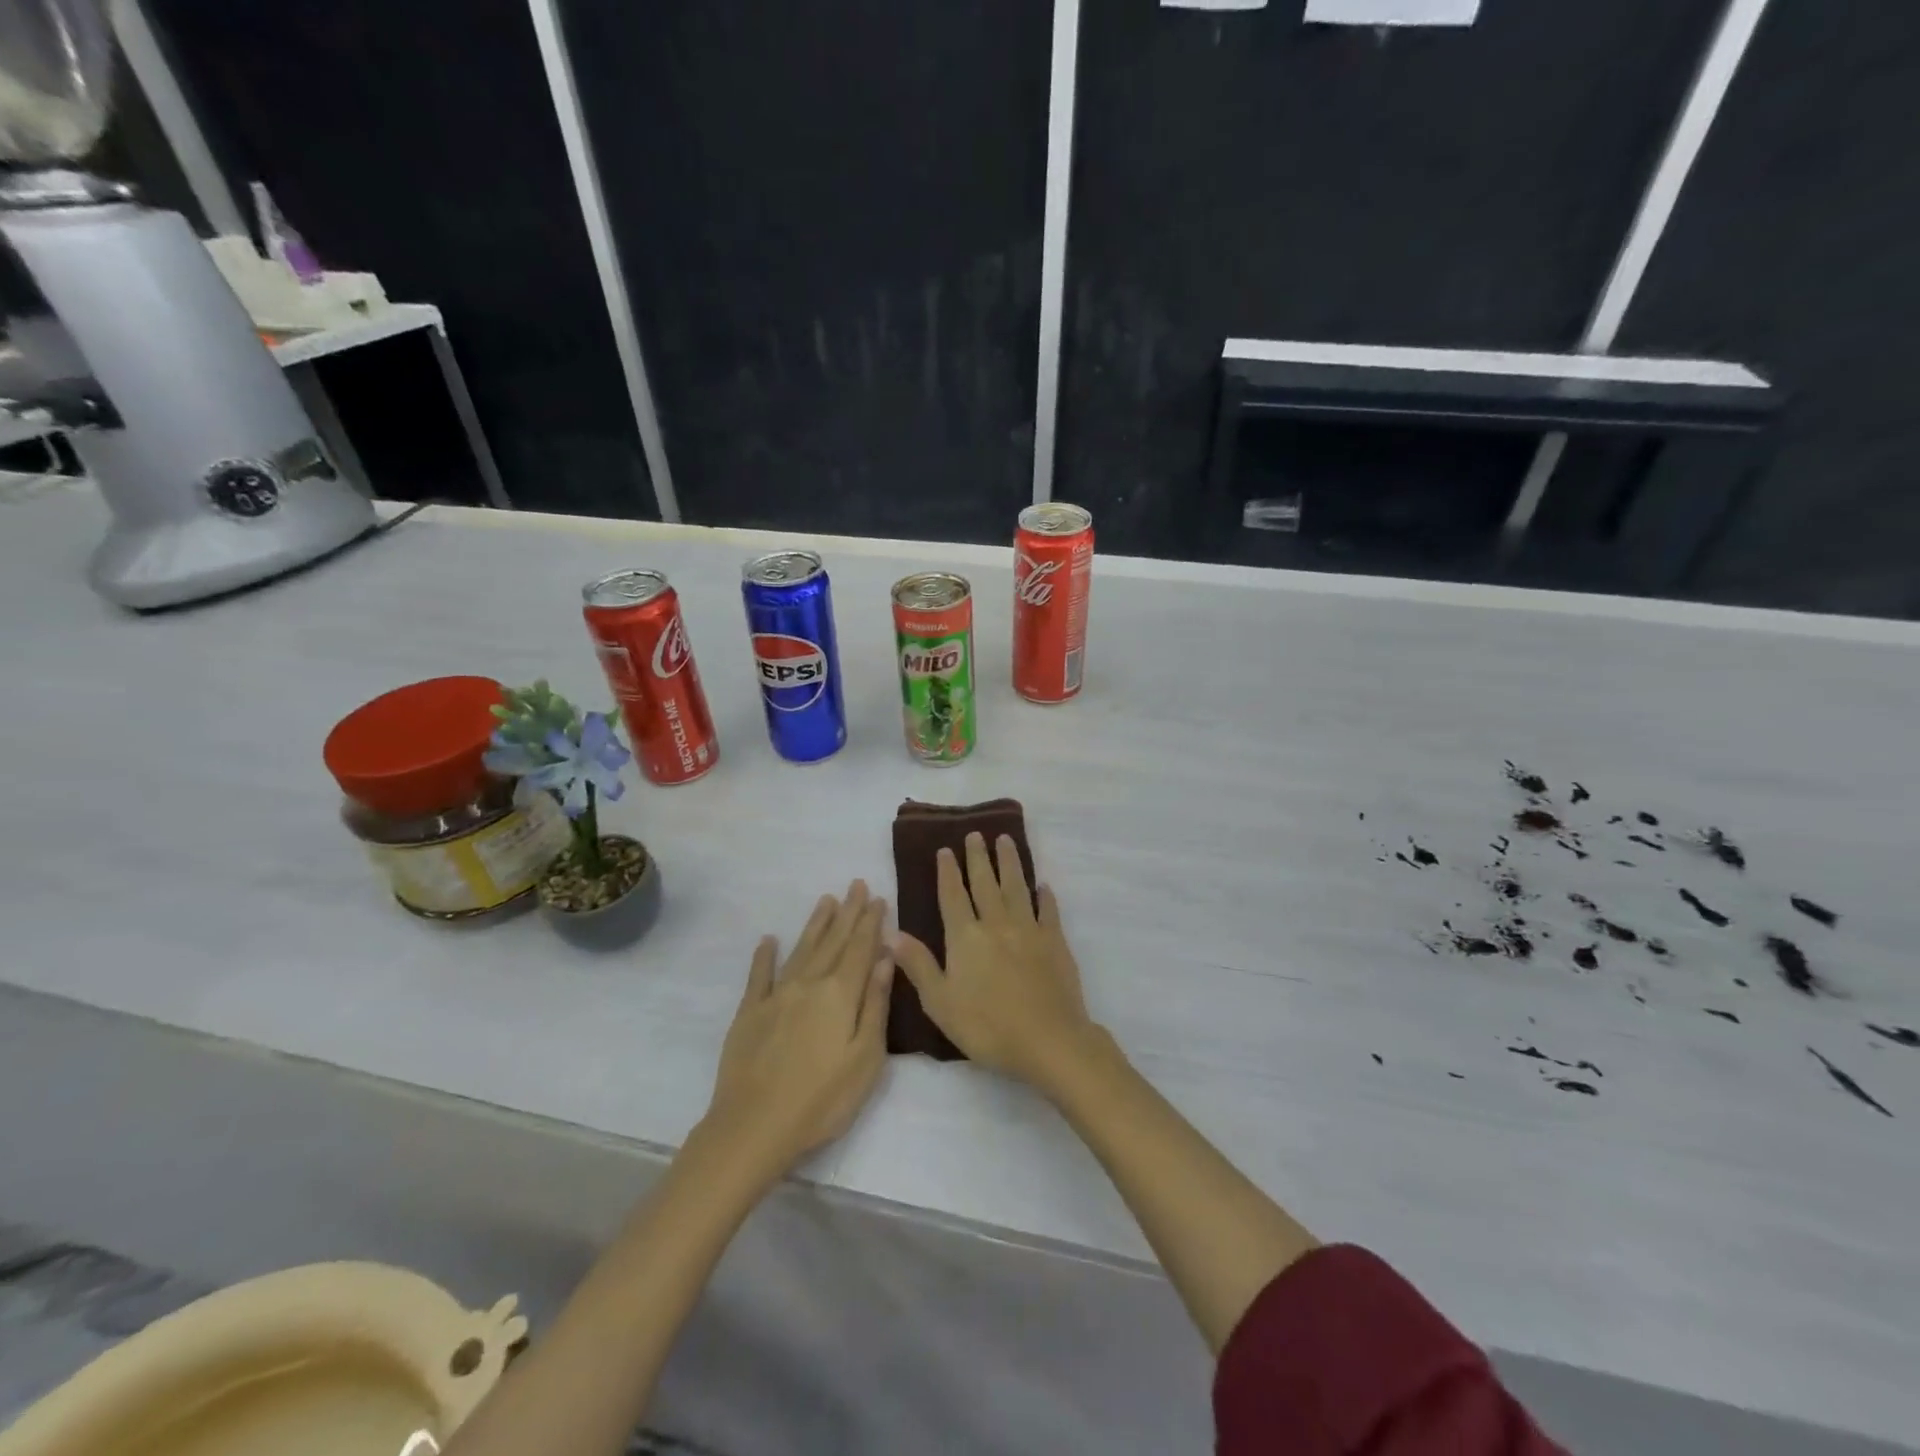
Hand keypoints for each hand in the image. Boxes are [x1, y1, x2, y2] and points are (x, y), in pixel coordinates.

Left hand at [701, 881, 892, 1180]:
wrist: (754, 1126)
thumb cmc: (822, 1099)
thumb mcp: (866, 1057)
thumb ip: (876, 1004)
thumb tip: (885, 958)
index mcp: (840, 994)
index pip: (860, 949)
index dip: (870, 923)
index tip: (878, 897)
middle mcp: (809, 984)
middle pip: (833, 941)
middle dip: (848, 913)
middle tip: (856, 884)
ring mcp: (776, 996)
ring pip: (801, 949)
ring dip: (816, 924)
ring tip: (826, 900)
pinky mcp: (750, 1013)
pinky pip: (759, 976)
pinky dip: (764, 956)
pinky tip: (768, 940)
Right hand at [892, 833, 1095, 1089]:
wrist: (1048, 1040)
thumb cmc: (987, 1027)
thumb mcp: (940, 1002)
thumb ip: (918, 965)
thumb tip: (891, 932)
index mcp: (965, 938)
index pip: (953, 896)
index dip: (948, 872)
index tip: (946, 849)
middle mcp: (996, 924)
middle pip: (985, 883)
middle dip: (978, 857)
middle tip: (976, 834)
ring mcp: (1029, 930)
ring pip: (1016, 887)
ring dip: (1010, 862)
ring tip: (1005, 840)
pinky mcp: (1055, 941)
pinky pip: (1048, 911)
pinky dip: (1044, 895)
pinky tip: (1042, 885)